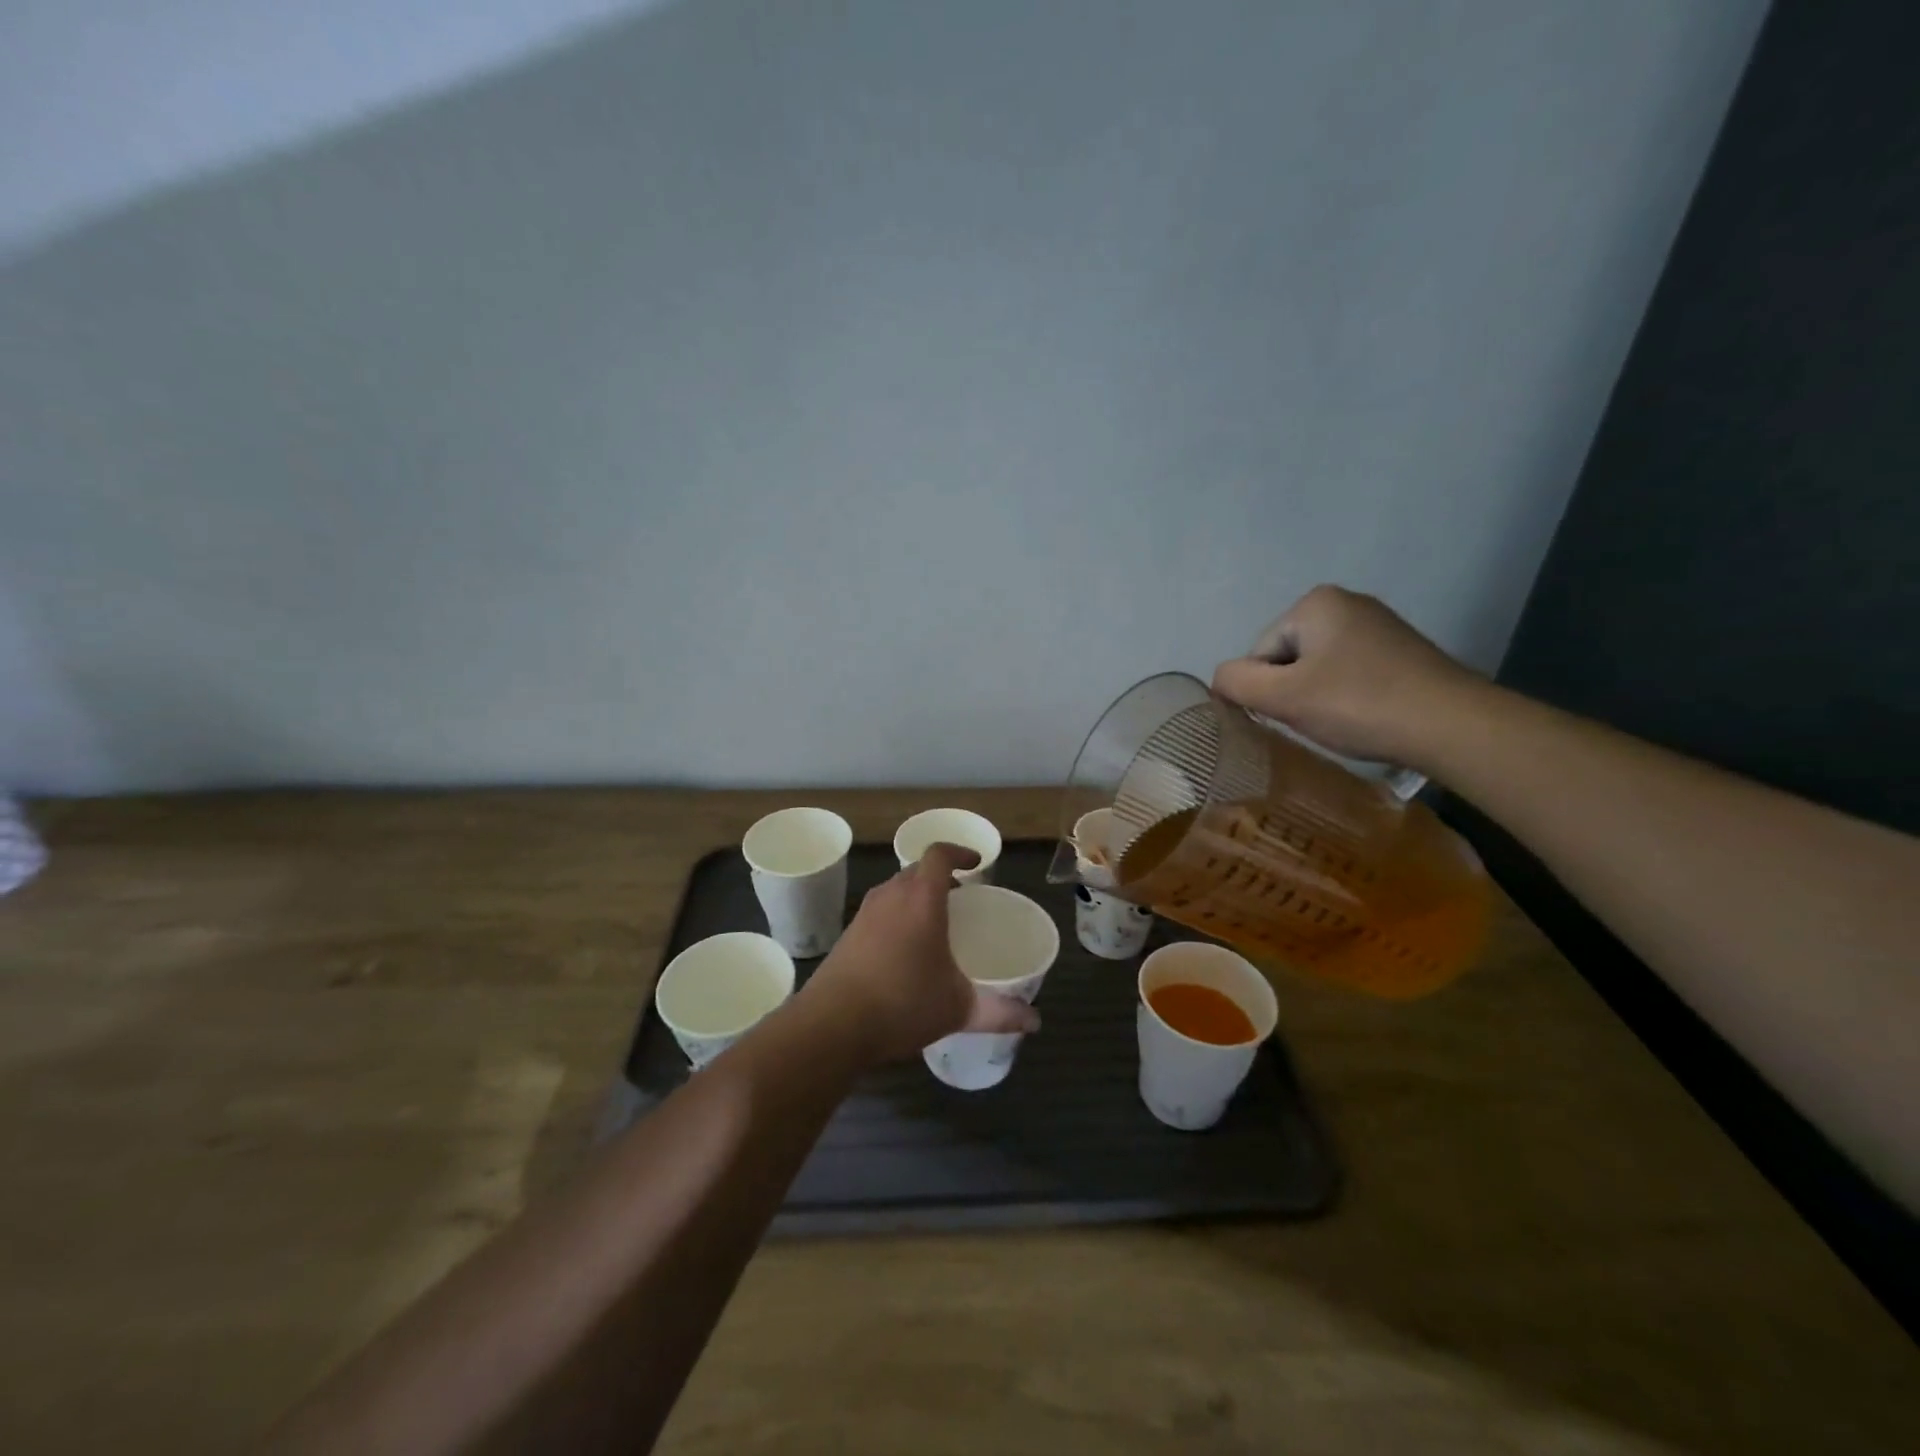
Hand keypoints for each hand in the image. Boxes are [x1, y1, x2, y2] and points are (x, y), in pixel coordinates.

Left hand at [802, 843, 1039, 1062]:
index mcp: (921, 900)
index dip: (959, 852)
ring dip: (915, 895)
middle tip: (960, 897)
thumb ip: (1000, 1012)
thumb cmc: (901, 1004)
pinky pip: (878, 911)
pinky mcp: (847, 935)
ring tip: (934, 922)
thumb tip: (1035, 1021)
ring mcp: (864, 914)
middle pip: (916, 870)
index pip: (939, 855)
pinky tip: (903, 950)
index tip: (975, 864)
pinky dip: (896, 916)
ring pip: (894, 889)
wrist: (831, 1025)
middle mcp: (891, 897)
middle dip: (939, 876)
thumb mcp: (958, 1009)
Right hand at [1211, 584, 1484, 769]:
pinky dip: (1346, 696)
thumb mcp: (1283, 697)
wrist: (1453, 725)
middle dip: (1292, 692)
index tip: (1292, 715)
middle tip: (1315, 721)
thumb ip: (1237, 683)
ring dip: (1317, 697)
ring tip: (1341, 721)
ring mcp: (1378, 625)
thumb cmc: (1358, 704)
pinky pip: (1350, 673)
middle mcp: (1346, 602)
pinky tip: (1363, 716)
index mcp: (1315, 603)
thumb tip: (1219, 680)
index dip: (1266, 690)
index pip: (1259, 653)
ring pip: (1317, 668)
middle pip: (1287, 658)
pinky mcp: (1401, 650)